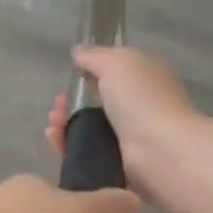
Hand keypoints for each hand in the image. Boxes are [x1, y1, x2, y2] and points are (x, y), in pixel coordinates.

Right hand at [47, 47, 210, 210]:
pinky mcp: (118, 161)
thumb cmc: (140, 98)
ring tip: (54, 124)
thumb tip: (78, 51)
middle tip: (60, 104)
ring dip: (65, 123)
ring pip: (88, 127)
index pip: (116, 70)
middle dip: (72, 100)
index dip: (92, 69)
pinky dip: (67, 145)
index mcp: (147, 77)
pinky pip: (86, 151)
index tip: (73, 74)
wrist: (158, 150)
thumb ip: (94, 56)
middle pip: (97, 100)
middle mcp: (140, 104)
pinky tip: (55, 139)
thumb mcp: (116, 64)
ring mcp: (130, 135)